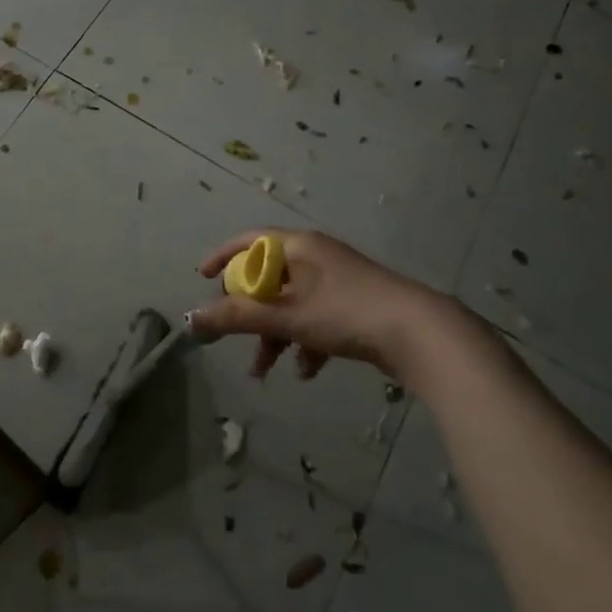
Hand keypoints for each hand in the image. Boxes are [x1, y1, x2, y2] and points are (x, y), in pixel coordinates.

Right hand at [189, 229, 433, 379]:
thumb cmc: (345, 313)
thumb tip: (192, 318)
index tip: (202, 279)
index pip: (249, 240)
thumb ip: (236, 317)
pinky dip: (305, 342)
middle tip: (235, 334)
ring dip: (274, 336)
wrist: (419, 333)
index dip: (222, 257)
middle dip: (249, 313)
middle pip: (268, 278)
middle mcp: (317, 257)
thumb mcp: (285, 316)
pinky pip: (317, 319)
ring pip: (291, 305)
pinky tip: (306, 371)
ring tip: (264, 371)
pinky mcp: (355, 306)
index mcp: (299, 246)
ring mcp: (338, 282)